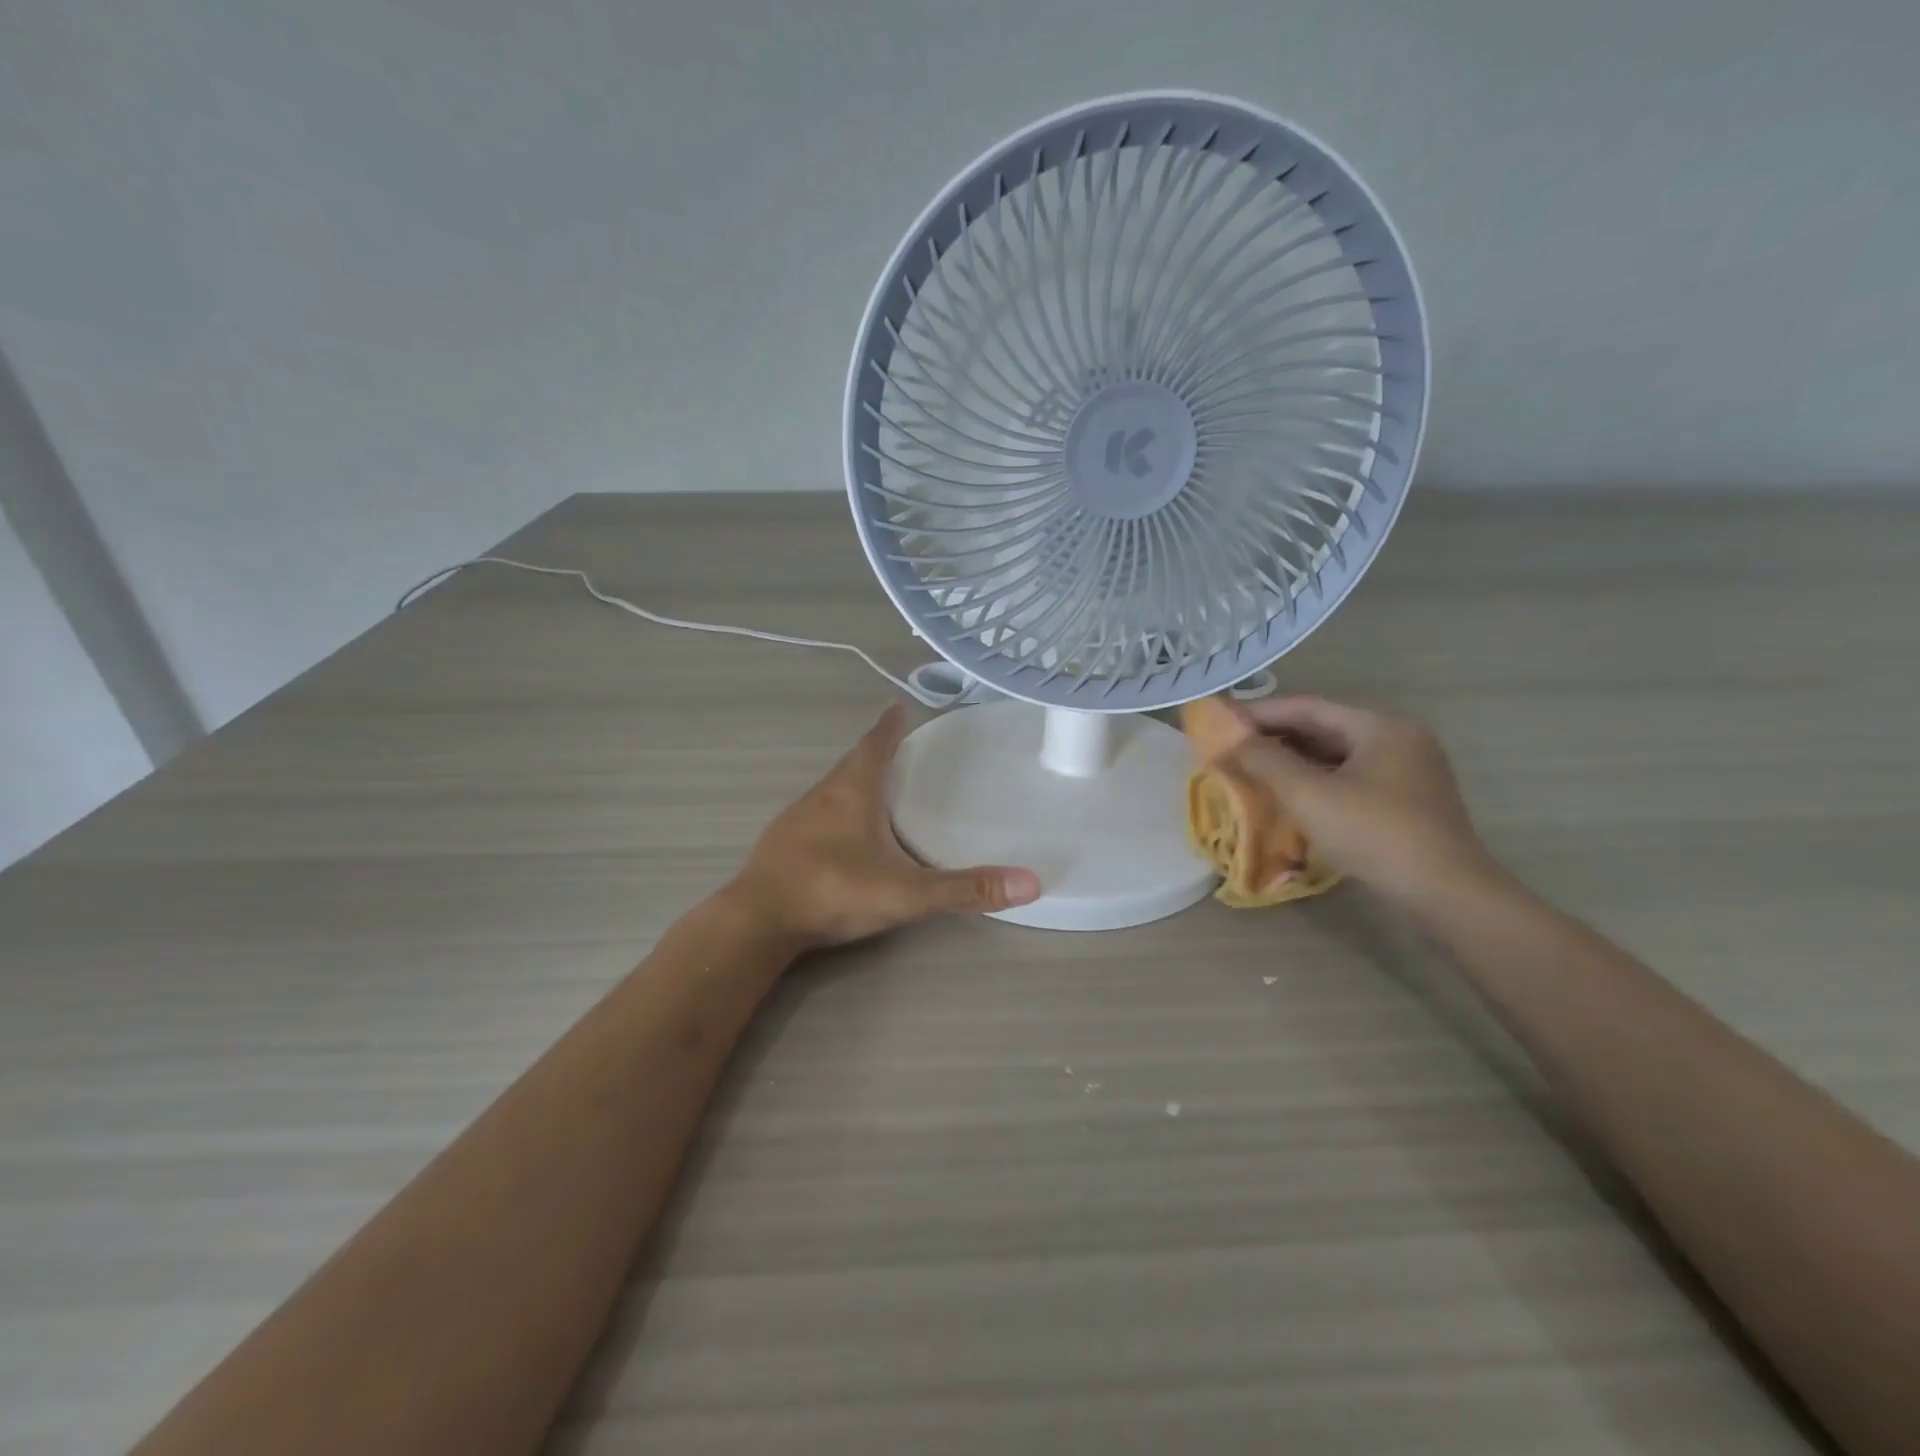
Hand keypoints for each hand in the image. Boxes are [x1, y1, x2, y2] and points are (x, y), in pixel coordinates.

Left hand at [729, 704, 1040, 949]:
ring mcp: (795, 819)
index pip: (875, 746)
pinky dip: (832, 810)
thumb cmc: (834, 892)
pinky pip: (813, 814)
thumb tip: (1030, 883)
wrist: (757, 921)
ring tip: (871, 787)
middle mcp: (822, 796)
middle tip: (894, 746)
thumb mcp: (907, 893)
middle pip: (851, 763)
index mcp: (853, 793)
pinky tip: (839, 834)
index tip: (897, 706)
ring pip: (829, 788)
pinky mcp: (779, 843)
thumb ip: (965, 890)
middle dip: (873, 751)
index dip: (889, 727)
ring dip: (851, 781)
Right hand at [1225, 696, 1496, 908]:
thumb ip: (1265, 761)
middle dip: (1274, 736)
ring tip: (1251, 768)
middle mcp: (1398, 737)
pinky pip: (1350, 775)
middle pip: (1323, 727)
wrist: (1446, 892)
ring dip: (1293, 758)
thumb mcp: (1309, 795)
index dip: (1259, 712)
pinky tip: (1290, 793)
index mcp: (1380, 725)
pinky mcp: (1407, 798)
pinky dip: (1315, 778)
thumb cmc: (1374, 833)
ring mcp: (1407, 769)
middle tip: (1231, 746)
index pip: (1307, 707)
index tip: (1220, 721)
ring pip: (1336, 753)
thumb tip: (1229, 740)